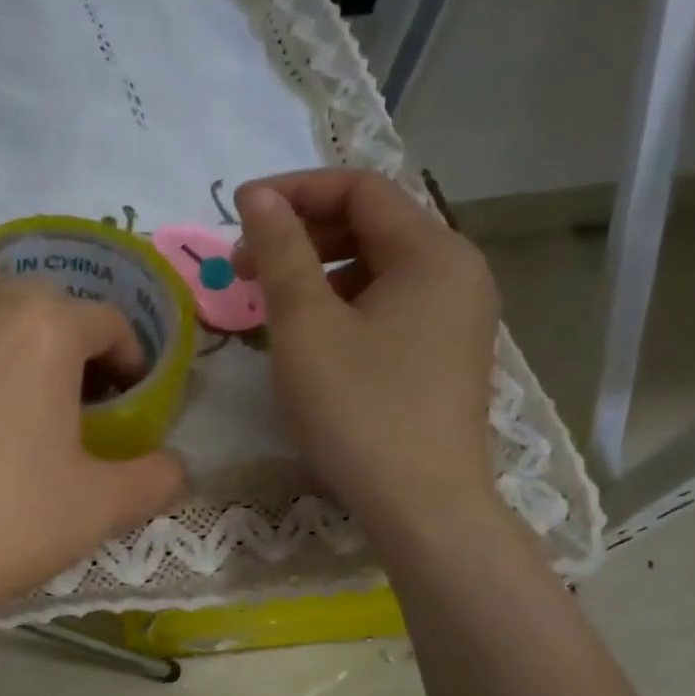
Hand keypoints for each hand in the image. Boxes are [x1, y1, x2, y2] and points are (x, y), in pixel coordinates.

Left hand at [0, 220, 185, 638]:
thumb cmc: (8, 523)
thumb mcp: (104, 507)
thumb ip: (157, 477)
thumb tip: (179, 467)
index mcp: (53, 330)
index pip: (109, 325)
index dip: (126, 360)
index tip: (124, 399)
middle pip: (48, 300)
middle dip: (70, 338)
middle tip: (69, 396)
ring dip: (8, 301)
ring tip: (12, 347)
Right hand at [234, 170, 499, 524]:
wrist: (421, 506)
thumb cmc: (358, 410)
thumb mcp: (306, 326)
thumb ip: (281, 252)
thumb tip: (258, 197)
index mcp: (434, 252)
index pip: (360, 189)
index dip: (294, 191)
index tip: (237, 213)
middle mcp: (457, 273)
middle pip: (372, 226)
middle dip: (302, 235)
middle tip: (243, 267)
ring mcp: (457, 318)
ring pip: (378, 271)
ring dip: (318, 274)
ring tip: (269, 306)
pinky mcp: (445, 355)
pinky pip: (389, 308)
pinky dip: (343, 307)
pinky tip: (309, 339)